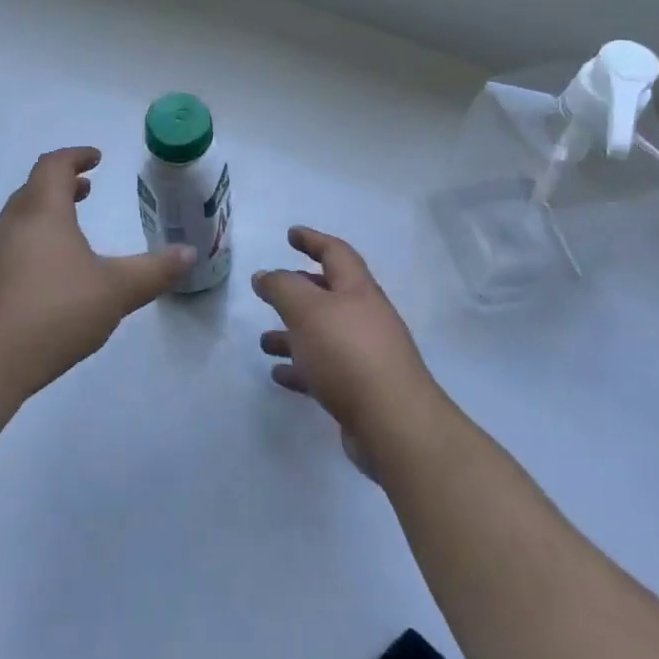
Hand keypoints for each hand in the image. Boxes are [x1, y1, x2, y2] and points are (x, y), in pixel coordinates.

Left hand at [0, 147, 193, 401]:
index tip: (95, 159)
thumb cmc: (50, 314)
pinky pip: (4, 255)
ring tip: (70, 240)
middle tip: (85, 192)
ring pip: (17, 224)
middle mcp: (8, 226)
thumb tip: (189, 253)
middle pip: (32, 192)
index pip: (53, 166)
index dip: (75, 156)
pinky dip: (28, 251)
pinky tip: (43, 286)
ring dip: (44, 220)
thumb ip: (153, 271)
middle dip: (61, 187)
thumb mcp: (114, 292)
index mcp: (41, 213)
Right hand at [253, 227, 442, 463]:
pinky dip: (301, 368)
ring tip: (264, 341)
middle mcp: (365, 317)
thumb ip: (282, 288)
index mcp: (358, 290)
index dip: (313, 240)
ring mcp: (366, 355)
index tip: (291, 234)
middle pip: (330, 294)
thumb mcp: (307, 310)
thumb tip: (264, 275)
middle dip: (300, 291)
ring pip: (323, 335)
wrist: (393, 424)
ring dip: (293, 334)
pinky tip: (280, 375)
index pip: (335, 253)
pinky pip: (325, 370)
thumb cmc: (348, 353)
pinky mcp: (361, 390)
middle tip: (272, 291)